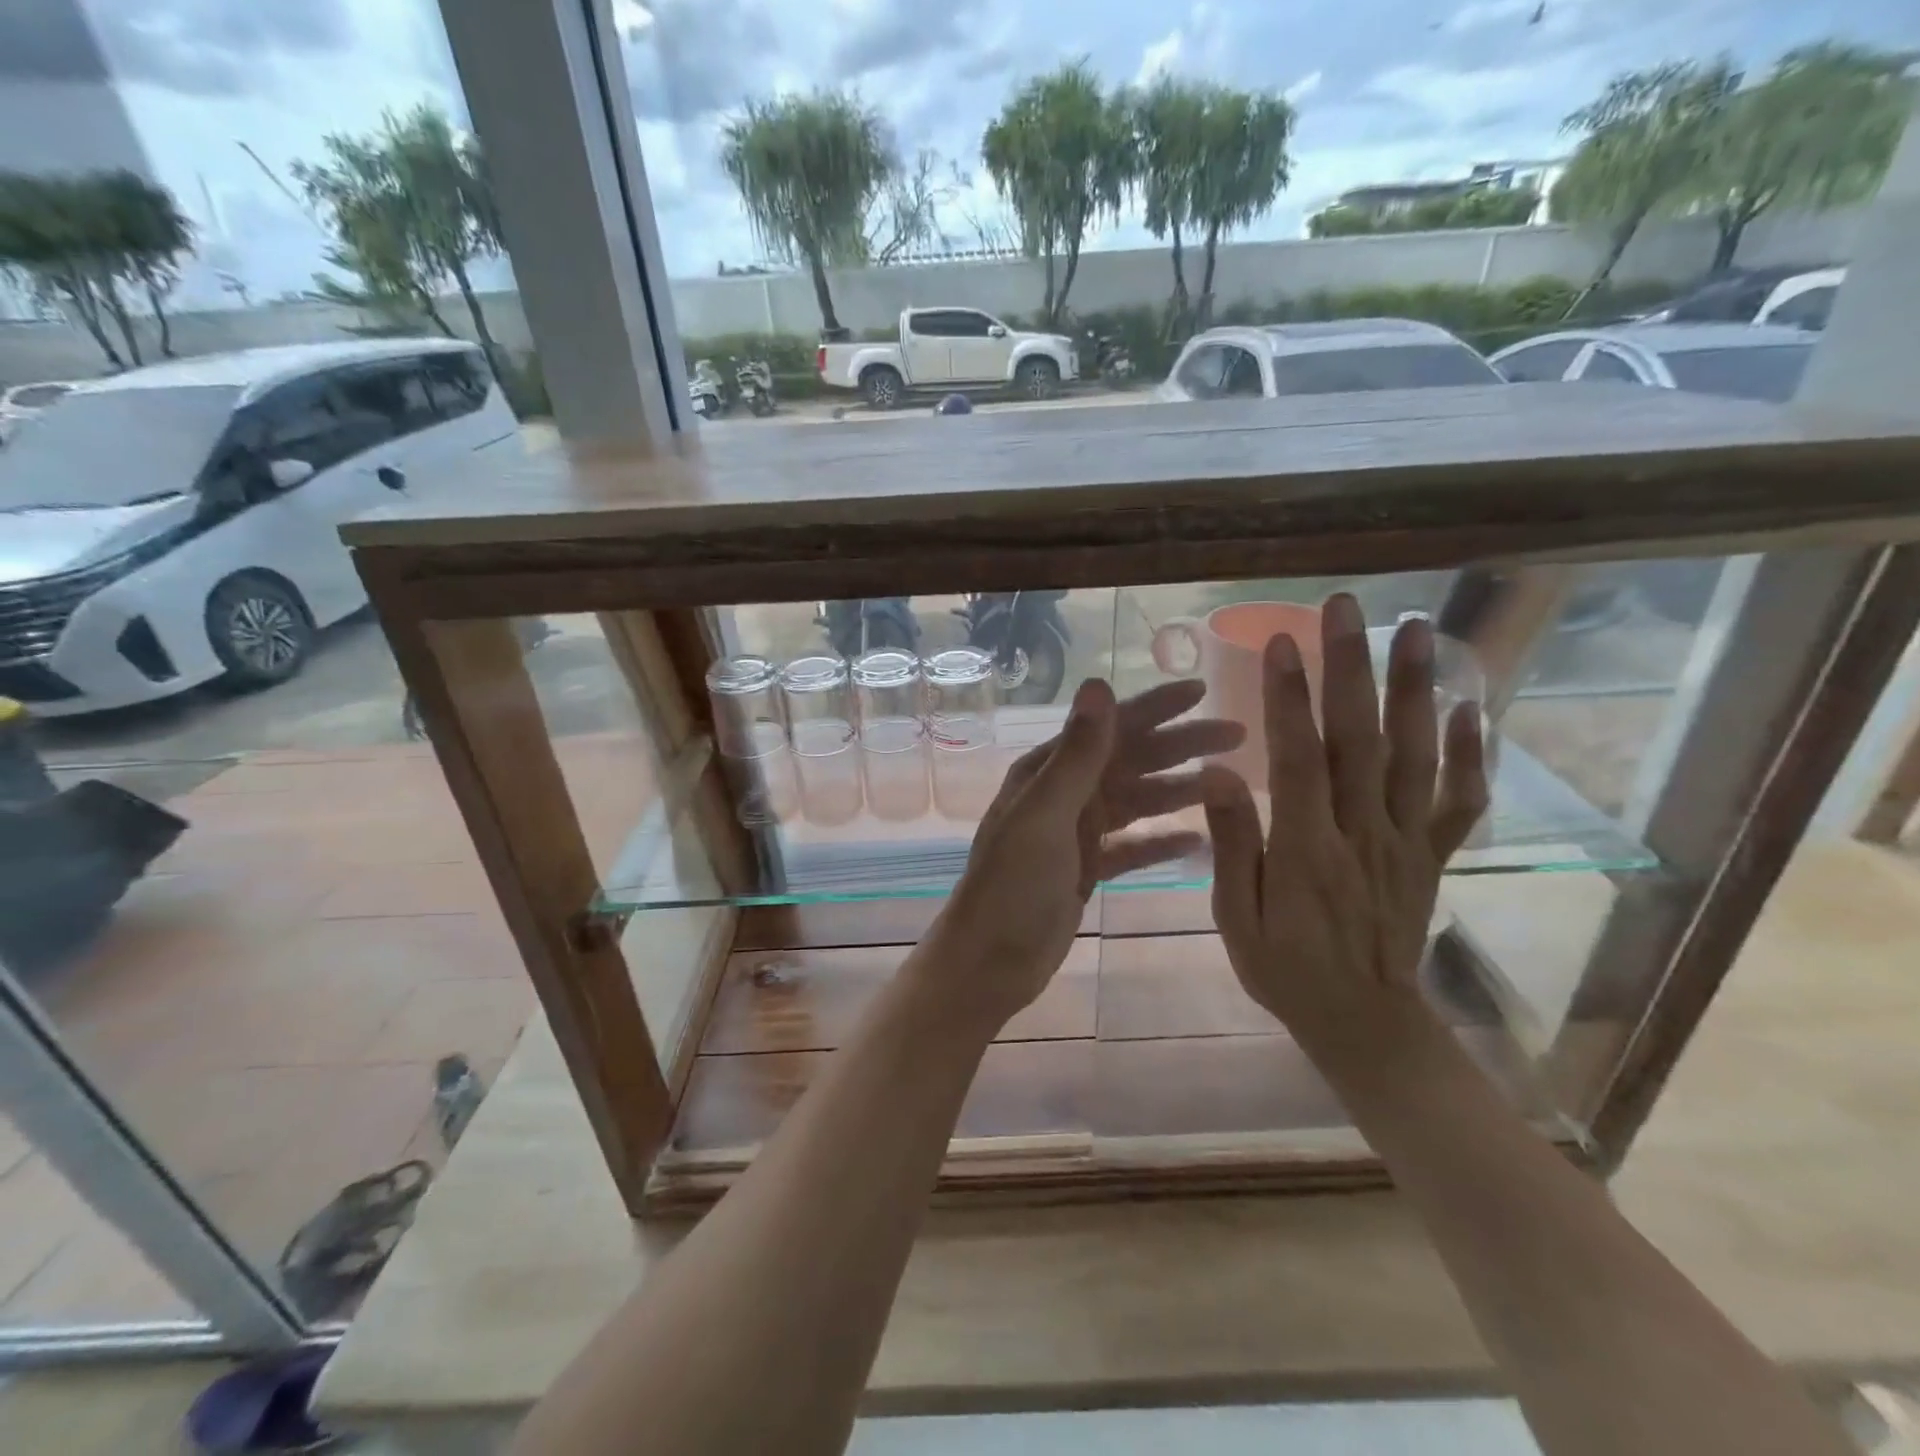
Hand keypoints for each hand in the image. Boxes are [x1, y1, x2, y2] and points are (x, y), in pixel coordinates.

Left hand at [927, 677, 1243, 1034]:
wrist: (990, 960)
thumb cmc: (1013, 886)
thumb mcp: (1046, 814)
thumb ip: (1078, 754)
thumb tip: (1100, 683)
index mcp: (1049, 772)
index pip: (1110, 727)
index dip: (1156, 707)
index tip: (1202, 690)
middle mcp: (1064, 793)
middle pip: (1132, 760)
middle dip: (1182, 745)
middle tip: (1238, 736)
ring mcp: (1076, 832)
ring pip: (1137, 801)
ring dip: (1179, 791)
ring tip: (1229, 785)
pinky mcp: (1087, 868)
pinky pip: (1133, 845)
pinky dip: (1161, 840)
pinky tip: (1198, 839)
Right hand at [1201, 594, 1488, 1076]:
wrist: (1364, 1022)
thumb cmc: (1286, 968)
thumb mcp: (1237, 919)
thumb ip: (1234, 845)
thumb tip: (1219, 774)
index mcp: (1308, 850)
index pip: (1299, 760)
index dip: (1290, 698)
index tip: (1281, 642)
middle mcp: (1364, 834)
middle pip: (1360, 740)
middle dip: (1351, 668)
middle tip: (1346, 608)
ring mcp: (1406, 842)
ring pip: (1412, 756)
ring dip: (1414, 689)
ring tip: (1415, 629)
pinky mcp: (1430, 854)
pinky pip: (1457, 800)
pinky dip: (1466, 753)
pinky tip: (1468, 707)